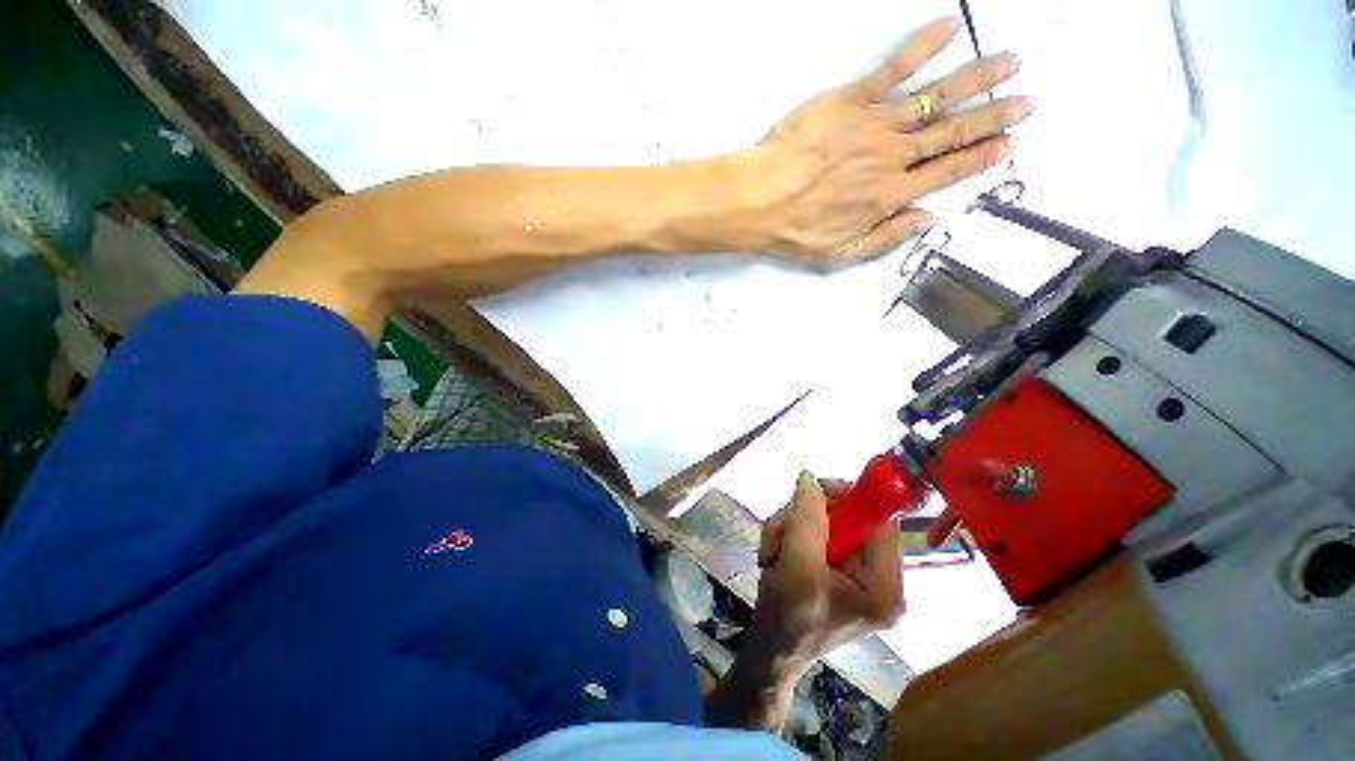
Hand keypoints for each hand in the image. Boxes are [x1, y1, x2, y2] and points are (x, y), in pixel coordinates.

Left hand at [751, 16, 1034, 266]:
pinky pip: (893, 69)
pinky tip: (949, 27)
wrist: (760, 201)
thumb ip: (885, 238)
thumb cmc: (796, 232)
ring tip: (1009, 61)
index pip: (947, 173)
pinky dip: (923, 46)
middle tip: (1027, 100)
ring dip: (977, 78)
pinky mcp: (852, 100)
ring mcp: (875, 125)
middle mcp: (894, 157)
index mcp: (891, 196)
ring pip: (936, 97)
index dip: (981, 158)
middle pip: (953, 132)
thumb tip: (925, 218)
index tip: (1009, 145)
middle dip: (994, 116)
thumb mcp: (840, 255)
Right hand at [752, 472, 905, 664]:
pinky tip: (776, 557)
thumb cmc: (787, 619)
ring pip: (823, 521)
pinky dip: (788, 536)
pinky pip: (811, 531)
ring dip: (790, 527)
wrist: (769, 649)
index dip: (852, 497)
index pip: (882, 521)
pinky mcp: (833, 566)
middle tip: (782, 532)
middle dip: (806, 518)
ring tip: (773, 553)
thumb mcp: (797, 567)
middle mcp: (877, 576)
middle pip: (848, 517)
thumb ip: (806, 519)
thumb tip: (809, 479)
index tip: (817, 488)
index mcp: (885, 585)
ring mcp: (855, 571)